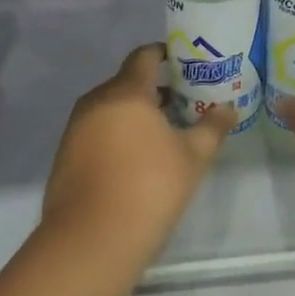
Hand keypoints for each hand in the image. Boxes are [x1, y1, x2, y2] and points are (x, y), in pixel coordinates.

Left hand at [41, 44, 234, 264]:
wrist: (91, 240)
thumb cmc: (149, 188)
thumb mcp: (192, 158)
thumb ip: (211, 128)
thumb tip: (229, 109)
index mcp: (126, 92)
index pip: (144, 57)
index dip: (165, 55)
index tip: (186, 64)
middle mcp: (96, 102)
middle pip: (127, 83)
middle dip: (154, 90)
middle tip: (183, 104)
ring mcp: (75, 130)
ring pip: (110, 109)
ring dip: (134, 115)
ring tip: (163, 135)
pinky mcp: (65, 156)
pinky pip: (96, 132)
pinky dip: (116, 135)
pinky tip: (135, 160)